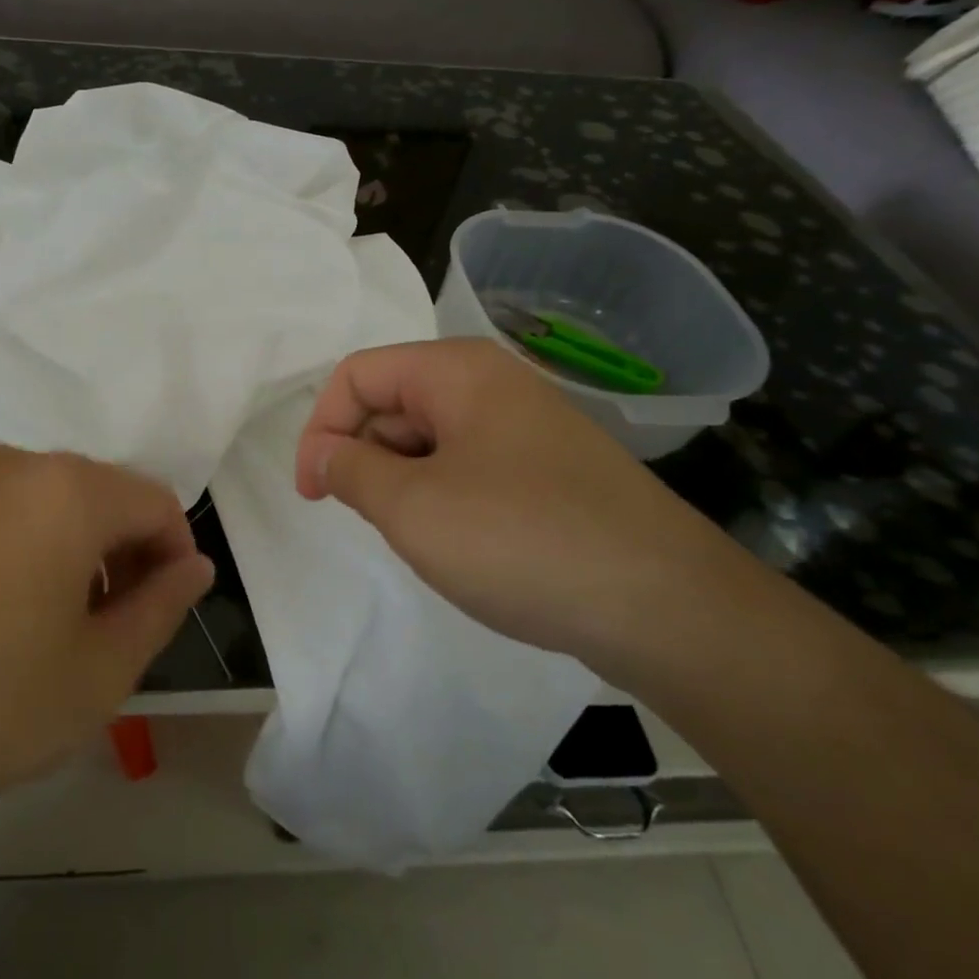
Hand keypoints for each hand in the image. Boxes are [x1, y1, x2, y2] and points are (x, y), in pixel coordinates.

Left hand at [0, 444, 213, 834]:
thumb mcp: (100, 671)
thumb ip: (162, 606)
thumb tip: (193, 566)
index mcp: (67, 490)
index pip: (155, 501)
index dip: (174, 554)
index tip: (162, 609)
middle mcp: (12, 463)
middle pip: (100, 494)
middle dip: (122, 551)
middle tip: (112, 627)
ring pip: (46, 501)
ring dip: (72, 549)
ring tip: (53, 625)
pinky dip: (20, 546)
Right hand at [295, 339, 744, 664]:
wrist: (666, 607)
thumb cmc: (521, 541)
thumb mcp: (413, 508)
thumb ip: (352, 470)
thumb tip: (325, 453)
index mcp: (457, 371)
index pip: (358, 375)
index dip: (321, 428)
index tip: (313, 493)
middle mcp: (492, 384)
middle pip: (393, 402)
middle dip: (364, 456)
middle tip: (367, 519)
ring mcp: (525, 428)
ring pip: (429, 440)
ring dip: (401, 482)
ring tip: (415, 536)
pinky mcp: (546, 471)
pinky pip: (468, 467)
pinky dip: (441, 497)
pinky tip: (457, 543)